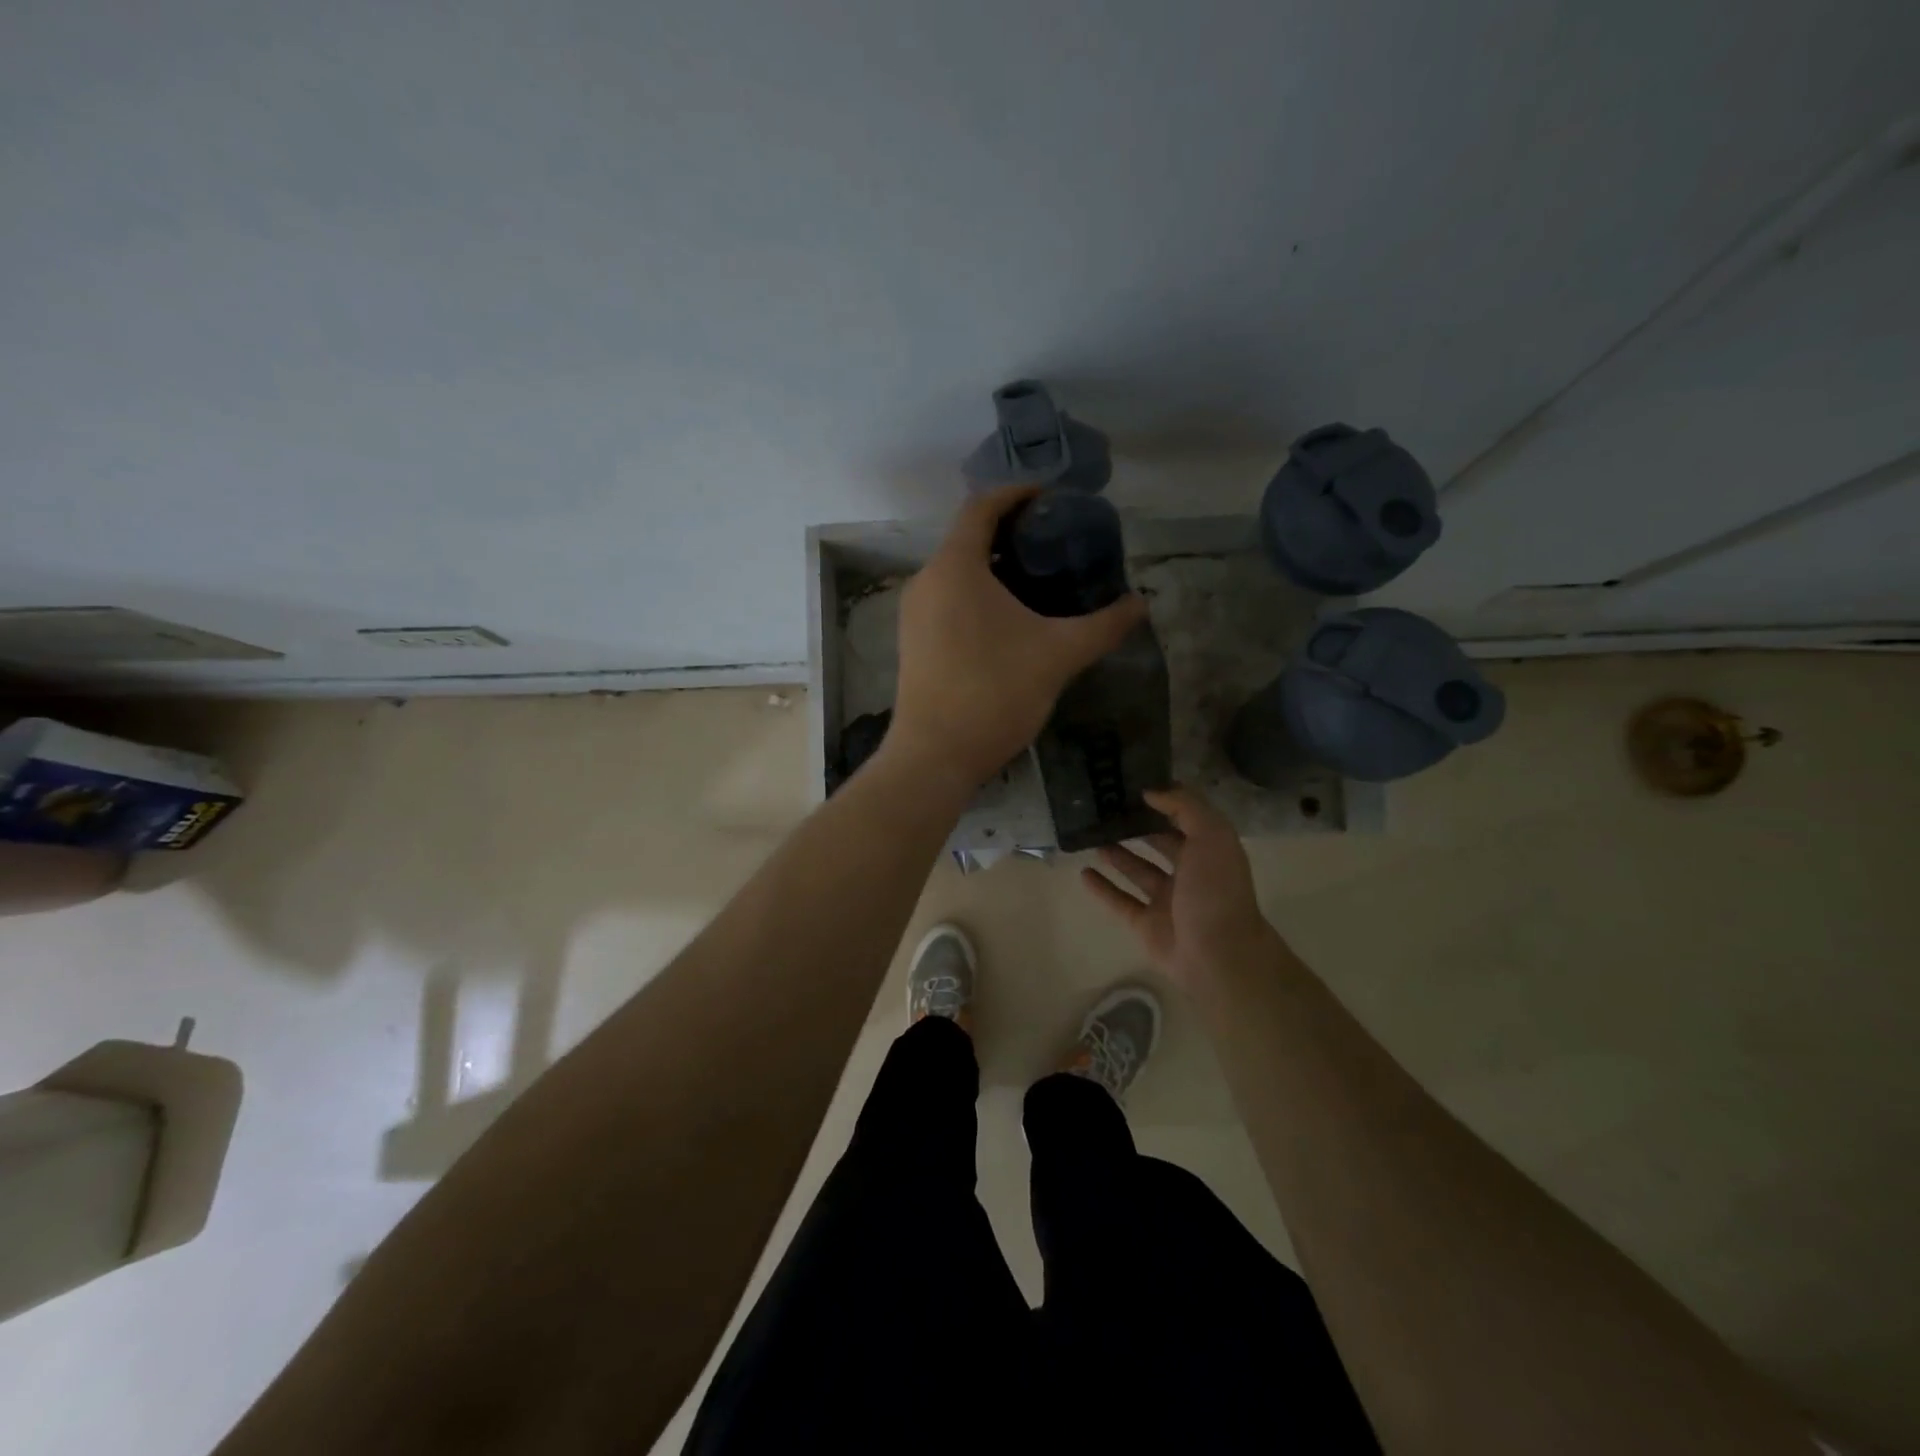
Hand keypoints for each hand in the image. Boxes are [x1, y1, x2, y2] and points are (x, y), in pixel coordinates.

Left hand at [887, 486, 1147, 788]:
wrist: (935, 756)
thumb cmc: (995, 693)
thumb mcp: (1059, 655)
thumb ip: (1103, 625)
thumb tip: (1140, 604)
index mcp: (955, 567)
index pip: (983, 506)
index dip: (1018, 493)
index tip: (1052, 498)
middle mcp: (926, 581)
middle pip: (968, 537)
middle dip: (1011, 534)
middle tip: (1056, 544)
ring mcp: (914, 614)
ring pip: (956, 572)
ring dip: (994, 567)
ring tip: (1039, 582)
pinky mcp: (913, 642)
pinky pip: (947, 600)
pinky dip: (977, 595)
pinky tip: (1009, 621)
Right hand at [1081, 785, 1283, 991]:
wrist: (1218, 955)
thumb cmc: (1216, 890)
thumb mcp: (1211, 836)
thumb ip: (1185, 807)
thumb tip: (1151, 791)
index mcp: (1209, 851)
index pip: (1185, 820)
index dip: (1163, 803)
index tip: (1133, 786)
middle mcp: (1189, 874)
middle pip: (1160, 845)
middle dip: (1138, 828)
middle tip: (1106, 809)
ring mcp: (1166, 901)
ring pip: (1138, 872)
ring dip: (1117, 855)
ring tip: (1092, 836)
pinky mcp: (1146, 925)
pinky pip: (1120, 901)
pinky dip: (1103, 888)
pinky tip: (1083, 872)